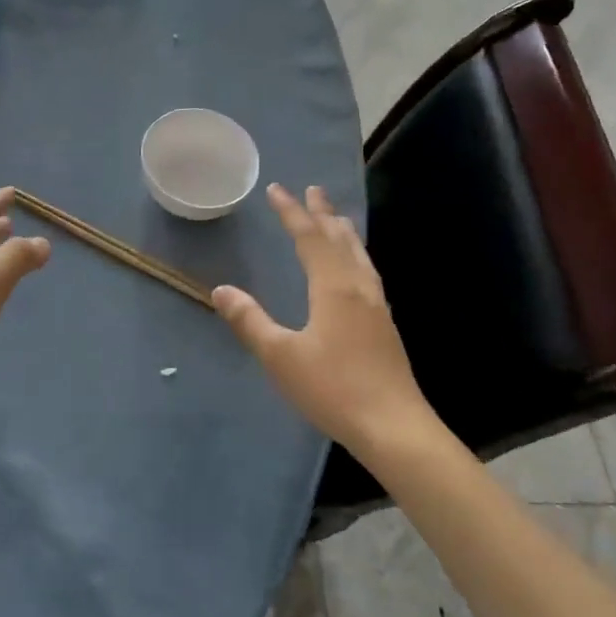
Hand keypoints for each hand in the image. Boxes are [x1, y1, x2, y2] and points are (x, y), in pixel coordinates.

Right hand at [213, 184, 435, 457]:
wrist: (394, 427)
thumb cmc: (333, 389)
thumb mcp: (281, 356)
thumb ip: (250, 321)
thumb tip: (222, 290)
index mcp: (333, 287)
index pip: (309, 238)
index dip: (291, 213)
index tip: (276, 189)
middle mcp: (358, 287)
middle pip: (339, 239)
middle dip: (322, 214)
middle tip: (313, 189)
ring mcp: (376, 305)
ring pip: (359, 255)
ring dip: (343, 232)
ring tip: (335, 218)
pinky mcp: (385, 324)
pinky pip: (367, 272)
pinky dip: (355, 255)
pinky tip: (356, 270)